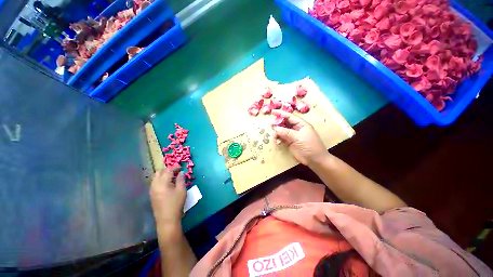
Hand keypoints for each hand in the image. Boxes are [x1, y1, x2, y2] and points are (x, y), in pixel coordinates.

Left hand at [150, 167, 185, 225]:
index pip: (167, 170)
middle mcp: (155, 185)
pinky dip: (161, 180)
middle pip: (159, 172)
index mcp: (162, 183)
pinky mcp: (152, 195)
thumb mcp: (181, 190)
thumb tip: (181, 173)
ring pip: (156, 177)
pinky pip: (155, 183)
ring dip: (164, 175)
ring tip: (173, 177)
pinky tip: (168, 184)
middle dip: (168, 170)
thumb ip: (181, 179)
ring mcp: (152, 190)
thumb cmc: (176, 204)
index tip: (181, 168)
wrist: (167, 219)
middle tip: (176, 171)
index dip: (175, 167)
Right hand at [272, 110, 328, 165]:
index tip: (273, 112)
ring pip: (282, 131)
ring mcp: (292, 136)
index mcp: (301, 124)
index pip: (290, 117)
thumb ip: (286, 132)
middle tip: (271, 125)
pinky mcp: (289, 142)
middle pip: (285, 123)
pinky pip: (281, 138)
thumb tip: (275, 128)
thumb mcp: (299, 137)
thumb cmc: (310, 145)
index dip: (281, 114)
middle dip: (278, 123)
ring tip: (273, 135)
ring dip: (277, 132)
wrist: (314, 159)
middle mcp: (296, 128)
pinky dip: (278, 138)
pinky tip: (276, 140)